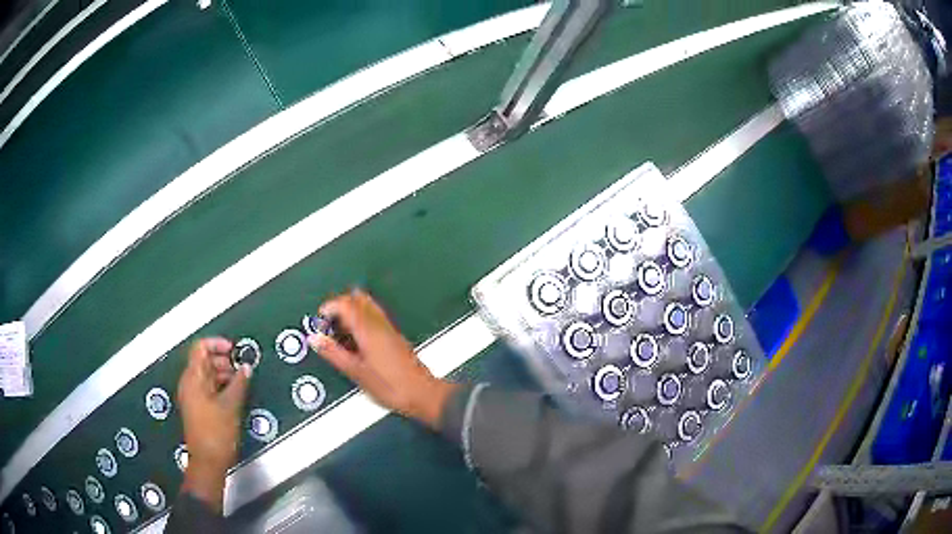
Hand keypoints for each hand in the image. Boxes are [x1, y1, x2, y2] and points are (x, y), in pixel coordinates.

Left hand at [177, 337, 250, 511]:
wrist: (208, 462)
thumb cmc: (216, 433)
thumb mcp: (231, 406)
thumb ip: (239, 383)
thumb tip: (246, 368)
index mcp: (193, 379)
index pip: (200, 348)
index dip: (217, 343)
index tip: (234, 349)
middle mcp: (189, 384)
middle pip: (204, 360)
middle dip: (223, 360)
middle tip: (241, 366)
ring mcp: (193, 396)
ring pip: (207, 375)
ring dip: (224, 374)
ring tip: (241, 381)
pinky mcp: (199, 408)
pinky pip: (209, 388)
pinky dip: (221, 386)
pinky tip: (235, 394)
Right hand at [309, 290, 456, 429]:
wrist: (422, 394)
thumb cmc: (393, 387)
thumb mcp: (356, 372)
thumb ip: (334, 353)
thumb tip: (316, 339)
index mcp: (368, 330)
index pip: (345, 303)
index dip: (328, 307)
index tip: (319, 320)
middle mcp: (380, 324)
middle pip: (356, 300)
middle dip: (338, 307)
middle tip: (327, 324)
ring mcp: (389, 330)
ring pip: (366, 307)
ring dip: (350, 313)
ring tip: (339, 334)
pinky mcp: (394, 337)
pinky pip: (374, 319)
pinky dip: (360, 322)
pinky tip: (356, 342)